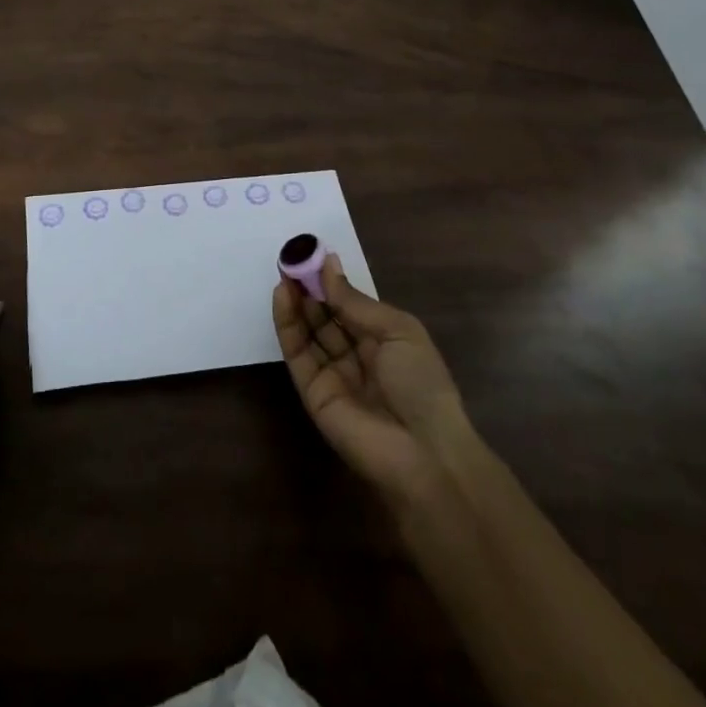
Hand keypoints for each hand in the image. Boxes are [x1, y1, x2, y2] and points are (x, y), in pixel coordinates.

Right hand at [273, 255, 475, 509]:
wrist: (423, 453)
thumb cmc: (421, 383)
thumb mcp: (397, 330)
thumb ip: (355, 302)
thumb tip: (327, 265)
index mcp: (384, 341)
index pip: (350, 306)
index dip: (331, 281)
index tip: (311, 253)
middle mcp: (357, 356)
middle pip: (326, 317)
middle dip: (309, 288)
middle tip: (291, 258)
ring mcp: (333, 375)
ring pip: (308, 332)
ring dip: (295, 302)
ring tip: (283, 270)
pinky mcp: (312, 392)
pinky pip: (297, 354)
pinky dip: (287, 325)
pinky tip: (282, 297)